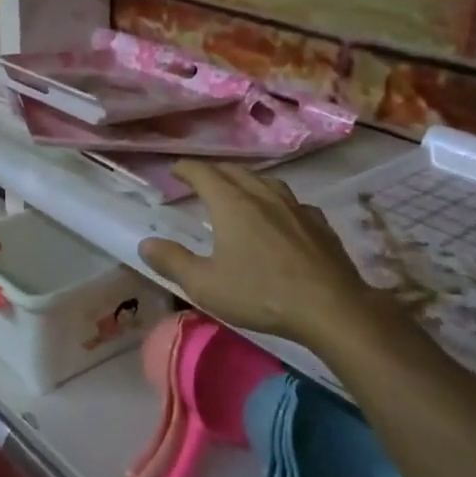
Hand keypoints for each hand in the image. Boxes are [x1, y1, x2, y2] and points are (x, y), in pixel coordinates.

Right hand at [139, 162, 372, 345]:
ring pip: (266, 181)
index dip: (186, 169)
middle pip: (235, 171)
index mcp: (231, 204)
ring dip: (246, 181)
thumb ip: (173, 261)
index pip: (203, 173)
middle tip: (200, 180)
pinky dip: (276, 201)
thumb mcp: (206, 285)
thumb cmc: (260, 294)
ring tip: (238, 191)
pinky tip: (280, 215)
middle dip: (214, 171)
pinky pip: (291, 202)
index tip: (174, 171)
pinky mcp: (318, 223)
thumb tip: (145, 244)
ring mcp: (295, 207)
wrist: (330, 307)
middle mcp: (263, 195)